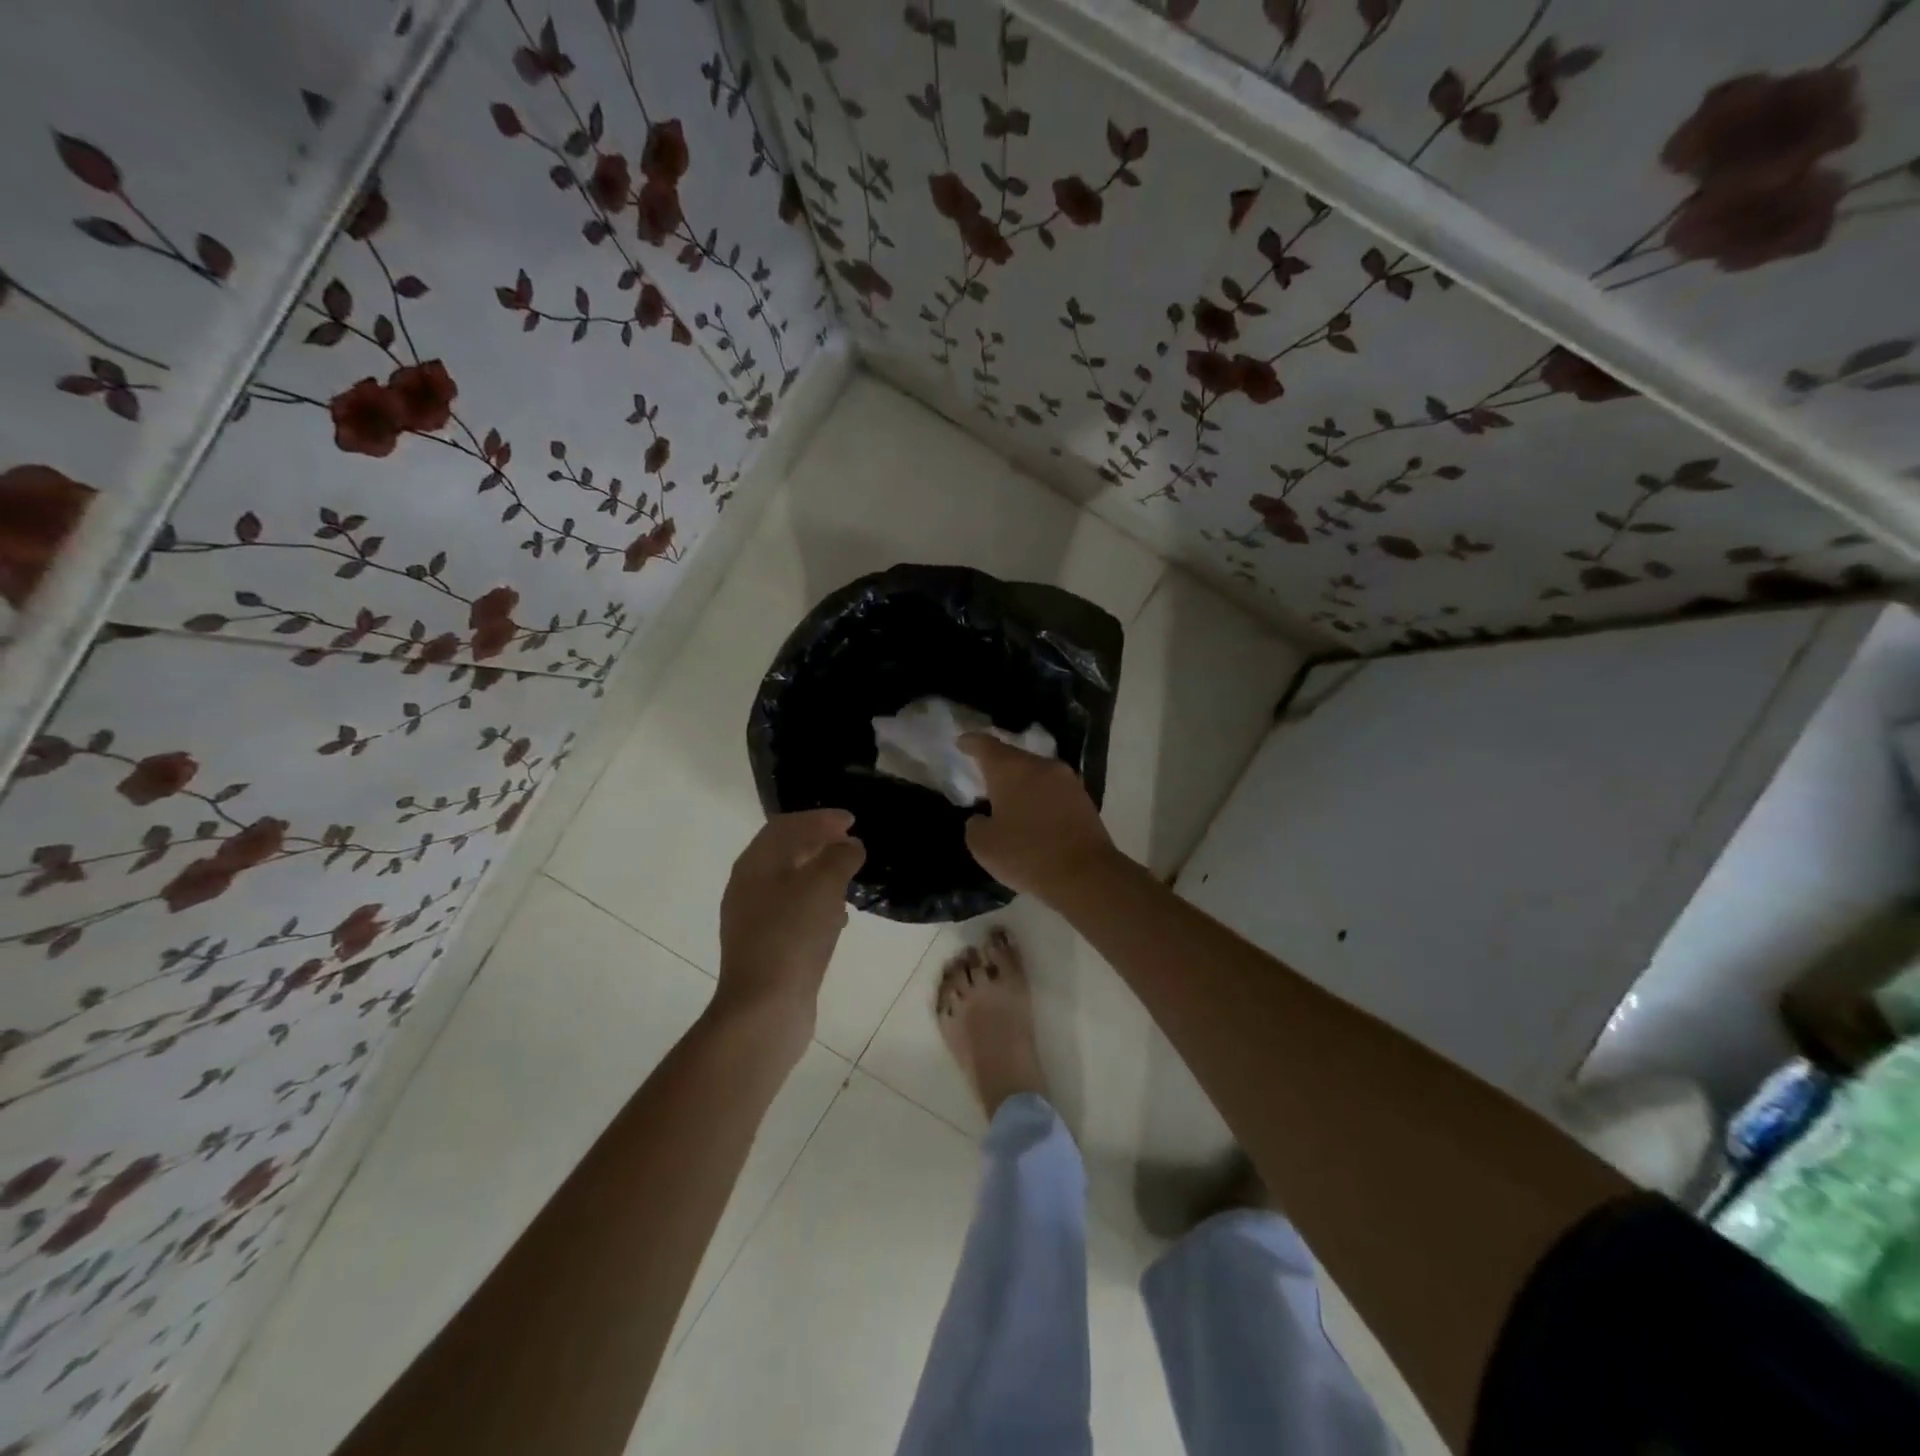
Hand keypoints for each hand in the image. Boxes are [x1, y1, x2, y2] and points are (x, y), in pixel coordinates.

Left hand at [716, 810, 864, 1037]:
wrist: (765, 1009)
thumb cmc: (792, 936)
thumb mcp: (823, 886)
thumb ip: (840, 857)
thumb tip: (851, 846)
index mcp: (754, 865)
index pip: (785, 826)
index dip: (819, 818)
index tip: (851, 820)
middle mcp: (748, 887)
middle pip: (785, 852)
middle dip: (819, 843)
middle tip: (852, 844)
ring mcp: (754, 919)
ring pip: (791, 883)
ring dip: (820, 873)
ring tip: (849, 876)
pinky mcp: (767, 946)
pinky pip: (794, 912)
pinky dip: (817, 903)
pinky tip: (839, 917)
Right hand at [959, 734, 1118, 902]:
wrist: (1085, 875)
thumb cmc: (1027, 855)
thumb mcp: (984, 846)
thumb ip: (975, 825)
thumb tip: (983, 819)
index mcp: (1011, 769)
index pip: (986, 745)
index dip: (971, 742)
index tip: (961, 741)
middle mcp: (1041, 766)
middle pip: (1014, 757)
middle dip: (997, 766)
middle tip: (983, 778)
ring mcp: (1067, 780)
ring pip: (1036, 773)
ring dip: (1021, 783)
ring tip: (1008, 800)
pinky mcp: (1083, 798)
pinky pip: (1052, 790)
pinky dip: (1039, 797)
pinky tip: (1033, 814)